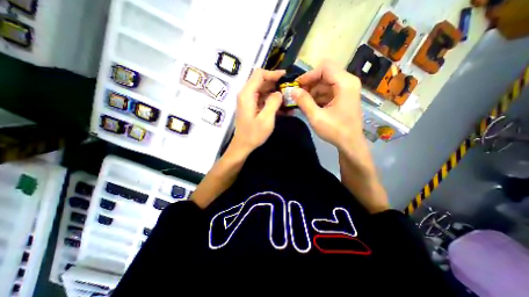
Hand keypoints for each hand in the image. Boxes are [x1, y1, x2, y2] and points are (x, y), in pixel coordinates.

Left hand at [231, 67, 285, 155]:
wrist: (243, 146)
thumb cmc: (253, 134)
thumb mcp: (266, 119)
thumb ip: (273, 103)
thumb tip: (279, 93)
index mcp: (247, 94)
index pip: (259, 74)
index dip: (273, 73)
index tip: (286, 77)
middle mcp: (246, 94)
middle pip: (262, 81)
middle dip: (276, 84)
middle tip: (290, 90)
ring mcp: (249, 101)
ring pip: (264, 91)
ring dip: (276, 94)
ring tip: (289, 99)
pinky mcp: (252, 107)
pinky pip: (263, 100)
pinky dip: (273, 102)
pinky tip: (283, 108)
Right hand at [292, 61, 366, 149]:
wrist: (350, 143)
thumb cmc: (335, 130)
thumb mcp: (316, 117)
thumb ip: (304, 102)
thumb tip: (292, 90)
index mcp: (345, 83)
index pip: (324, 67)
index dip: (308, 75)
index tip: (297, 86)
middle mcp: (348, 82)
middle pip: (325, 73)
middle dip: (310, 83)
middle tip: (298, 94)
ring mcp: (347, 89)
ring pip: (325, 82)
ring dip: (312, 90)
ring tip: (302, 102)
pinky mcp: (344, 96)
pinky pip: (328, 90)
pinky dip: (318, 96)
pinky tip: (310, 105)